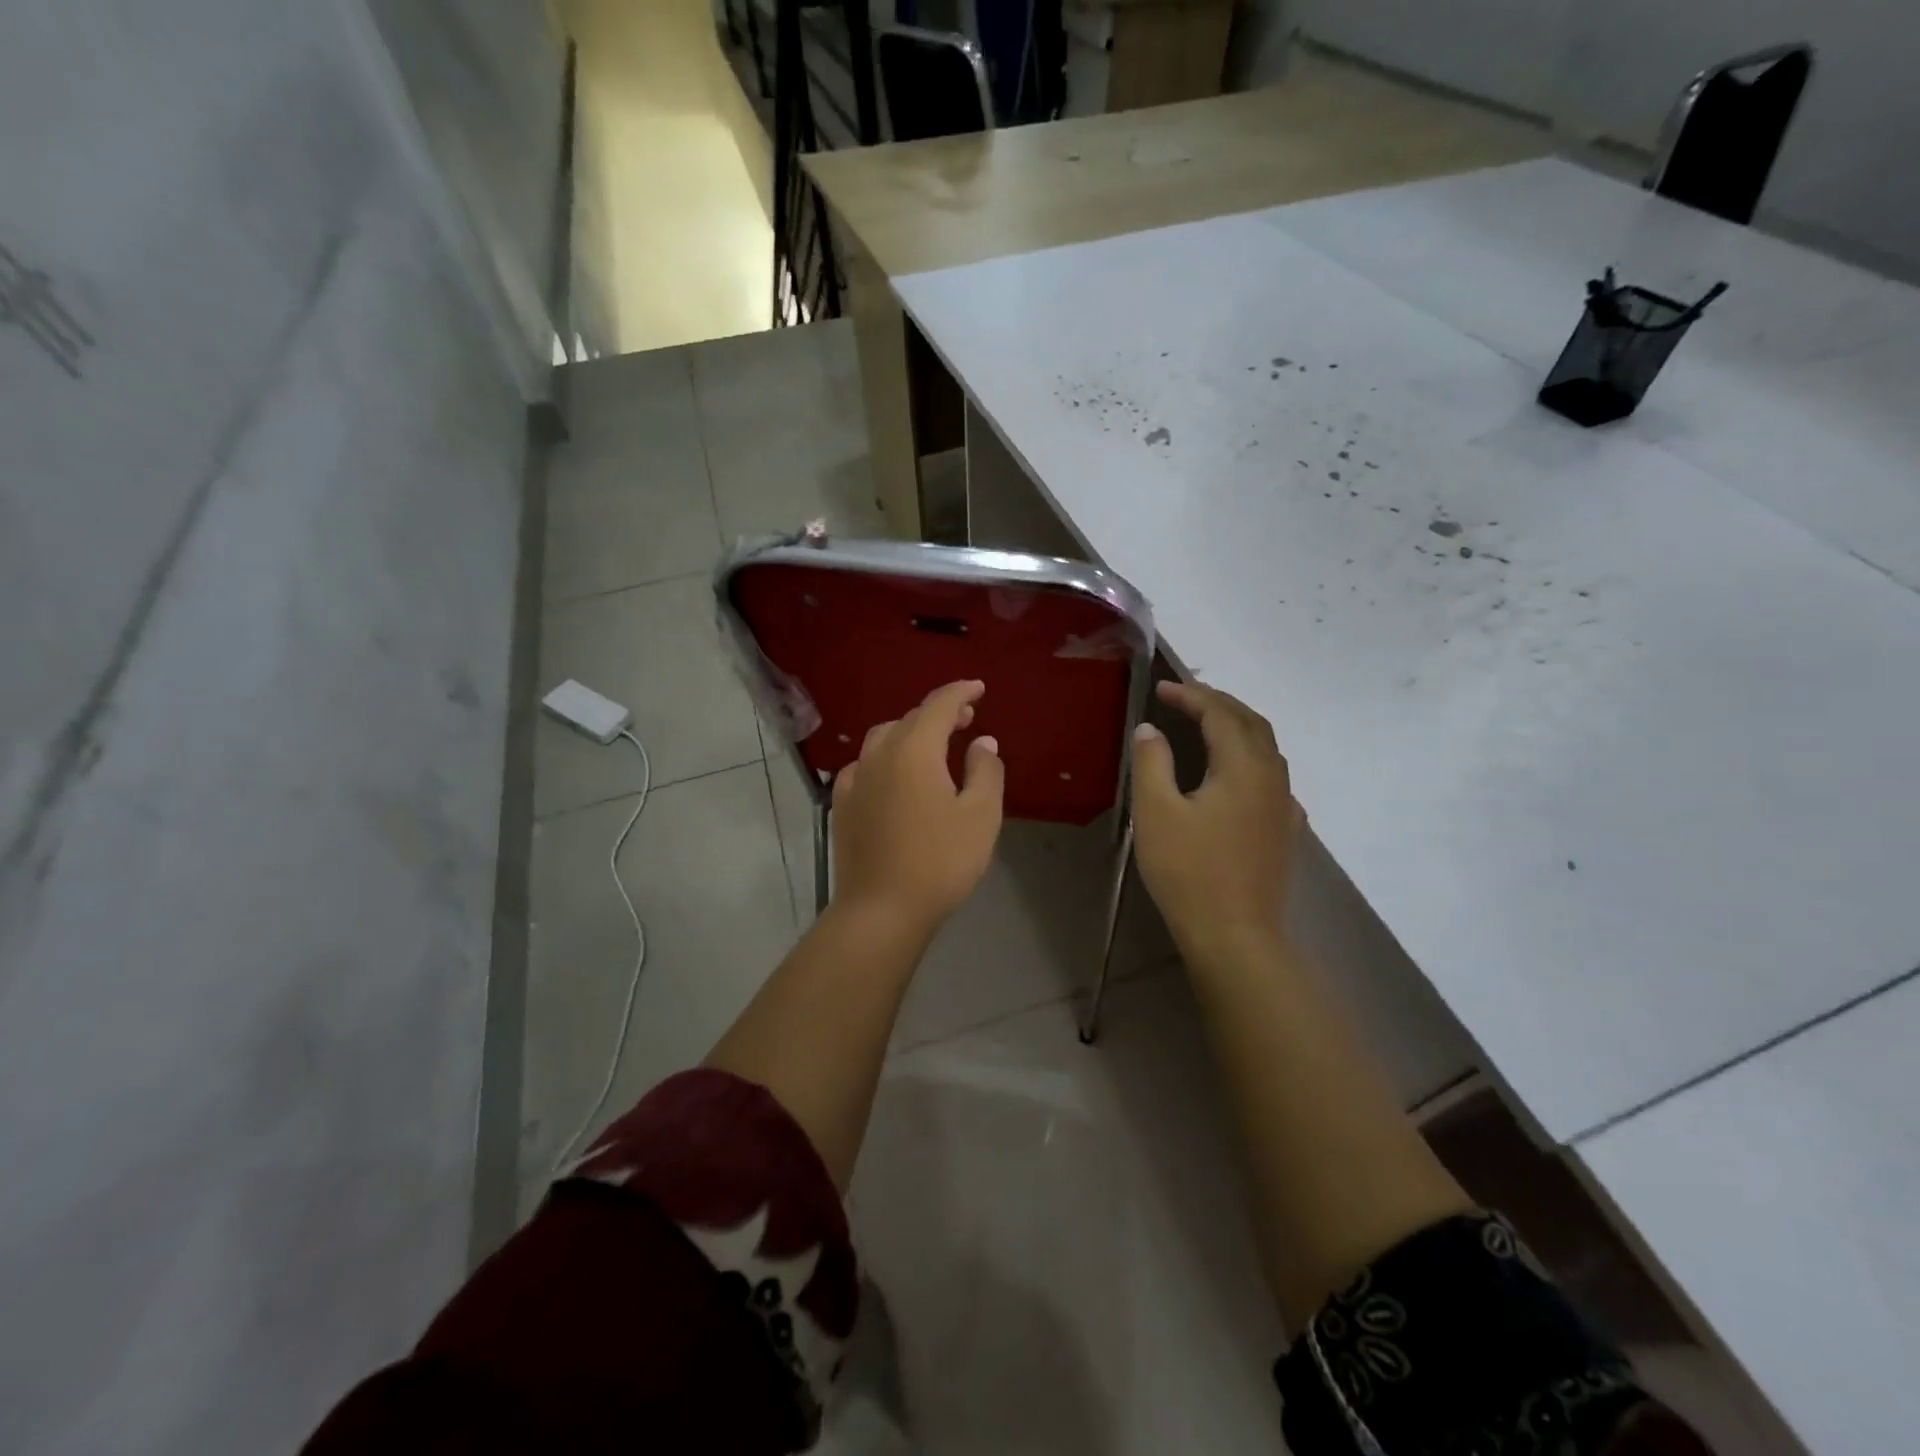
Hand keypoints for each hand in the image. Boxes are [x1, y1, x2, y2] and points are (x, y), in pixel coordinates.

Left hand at [829, 680, 1004, 936]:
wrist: (881, 910)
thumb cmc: (940, 861)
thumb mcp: (980, 816)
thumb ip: (985, 771)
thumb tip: (981, 742)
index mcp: (914, 750)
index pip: (939, 705)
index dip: (961, 692)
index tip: (978, 688)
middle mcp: (879, 755)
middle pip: (910, 719)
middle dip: (939, 713)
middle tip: (965, 719)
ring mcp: (855, 779)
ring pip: (883, 739)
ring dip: (910, 733)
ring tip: (932, 746)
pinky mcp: (842, 805)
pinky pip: (864, 765)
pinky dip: (885, 758)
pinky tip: (892, 776)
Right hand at [1131, 681, 1299, 964]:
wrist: (1235, 935)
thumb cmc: (1189, 871)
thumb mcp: (1155, 812)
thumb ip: (1152, 762)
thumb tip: (1150, 729)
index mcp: (1243, 766)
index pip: (1220, 713)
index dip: (1191, 695)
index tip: (1161, 688)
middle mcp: (1272, 777)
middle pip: (1251, 722)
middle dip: (1219, 702)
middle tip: (1185, 696)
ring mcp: (1284, 806)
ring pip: (1267, 748)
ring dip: (1237, 726)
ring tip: (1207, 724)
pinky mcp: (1285, 830)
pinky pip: (1272, 776)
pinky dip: (1250, 757)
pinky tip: (1235, 775)